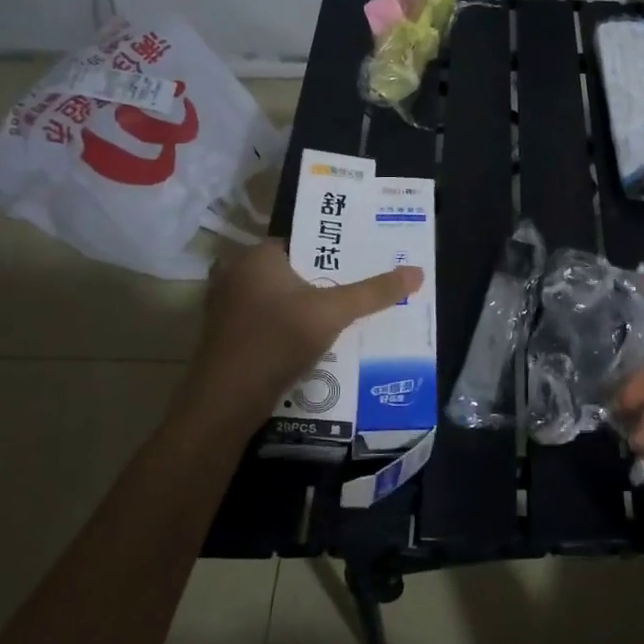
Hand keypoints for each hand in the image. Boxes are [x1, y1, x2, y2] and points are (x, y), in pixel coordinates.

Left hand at [175, 240, 422, 438]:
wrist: (225, 402)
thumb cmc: (277, 341)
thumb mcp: (333, 313)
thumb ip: (374, 292)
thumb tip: (417, 271)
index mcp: (256, 256)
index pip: (303, 241)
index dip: (334, 250)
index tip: (361, 262)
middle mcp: (235, 274)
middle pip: (292, 271)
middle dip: (323, 281)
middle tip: (358, 290)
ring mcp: (225, 307)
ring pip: (278, 298)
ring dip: (305, 307)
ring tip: (343, 316)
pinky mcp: (225, 337)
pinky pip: (266, 321)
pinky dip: (287, 327)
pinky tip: (313, 342)